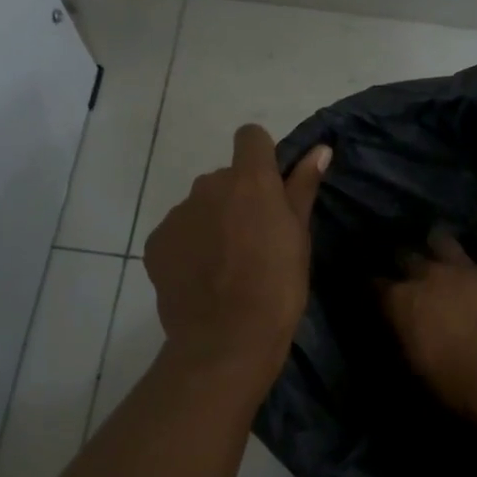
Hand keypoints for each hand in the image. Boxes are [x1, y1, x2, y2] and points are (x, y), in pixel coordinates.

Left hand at [145, 124, 330, 393]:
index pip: (251, 137)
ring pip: (200, 207)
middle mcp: (208, 186)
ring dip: (213, 223)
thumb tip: (320, 149)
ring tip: (227, 266)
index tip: (270, 187)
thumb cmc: (277, 287)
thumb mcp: (299, 237)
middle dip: (237, 199)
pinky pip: (178, 233)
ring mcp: (178, 214)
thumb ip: (303, 188)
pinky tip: (202, 279)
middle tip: (254, 241)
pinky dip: (189, 247)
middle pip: (225, 178)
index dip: (261, 156)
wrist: (227, 339)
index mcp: (249, 180)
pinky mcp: (157, 243)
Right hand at [378, 233, 476, 420]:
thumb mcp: (416, 366)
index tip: (378, 294)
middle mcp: (428, 275)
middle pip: (406, 255)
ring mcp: (466, 267)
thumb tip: (401, 328)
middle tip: (410, 273)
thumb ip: (405, 337)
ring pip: (443, 239)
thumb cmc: (457, 385)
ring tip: (442, 252)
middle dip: (405, 262)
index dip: (376, 288)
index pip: (376, 285)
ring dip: (439, 245)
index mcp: (402, 301)